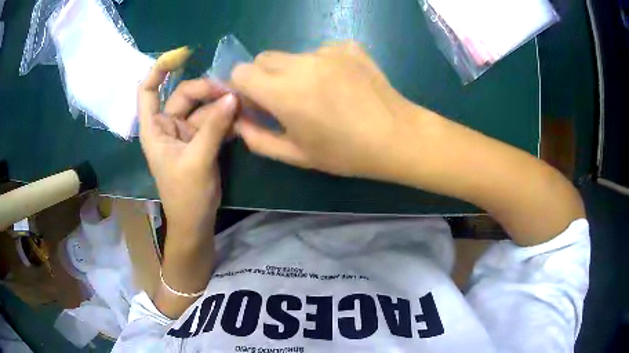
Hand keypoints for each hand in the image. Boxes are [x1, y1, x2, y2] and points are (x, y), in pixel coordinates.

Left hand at [138, 47, 236, 236]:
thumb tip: (233, 97)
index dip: (159, 70)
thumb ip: (214, 127)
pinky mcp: (201, 140)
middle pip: (185, 94)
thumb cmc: (186, 196)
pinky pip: (214, 121)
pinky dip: (227, 118)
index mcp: (155, 129)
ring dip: (222, 105)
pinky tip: (242, 118)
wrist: (196, 221)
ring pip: (203, 107)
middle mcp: (168, 125)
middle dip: (207, 90)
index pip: (148, 91)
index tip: (182, 55)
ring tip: (244, 105)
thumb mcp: (198, 160)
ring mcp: (186, 132)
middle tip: (233, 93)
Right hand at [231, 42, 421, 179]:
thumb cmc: (346, 153)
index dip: (243, 87)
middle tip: (285, 99)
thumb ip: (257, 138)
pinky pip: (321, 51)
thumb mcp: (296, 155)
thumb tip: (239, 119)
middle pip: (264, 58)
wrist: (397, 137)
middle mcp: (302, 63)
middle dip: (264, 77)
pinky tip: (342, 84)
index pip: (241, 71)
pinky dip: (322, 65)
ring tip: (321, 94)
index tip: (256, 102)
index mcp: (284, 92)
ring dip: (294, 71)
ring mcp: (329, 51)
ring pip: (292, 55)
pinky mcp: (349, 46)